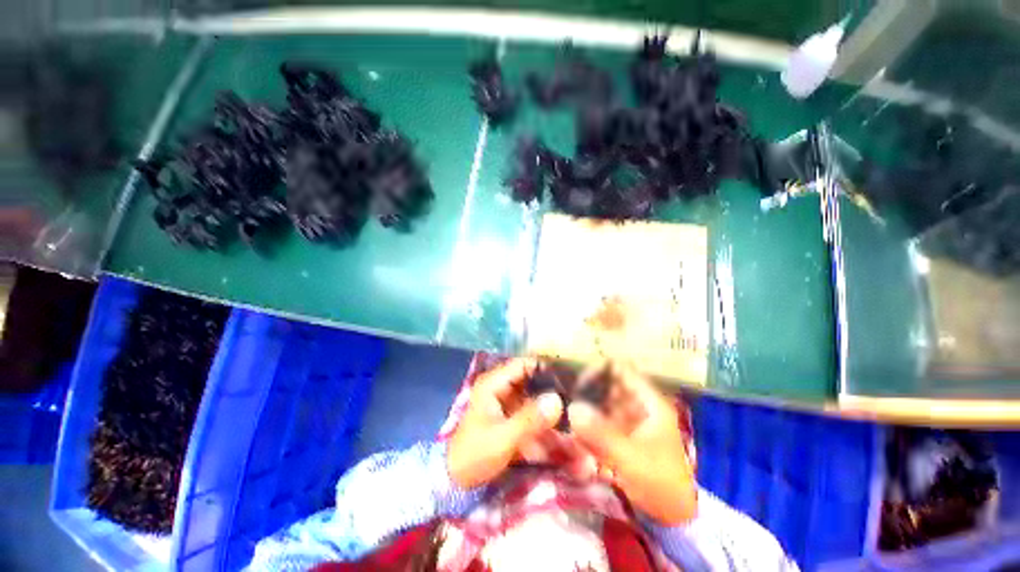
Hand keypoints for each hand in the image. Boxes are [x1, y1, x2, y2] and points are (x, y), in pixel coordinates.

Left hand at [447, 358, 563, 488]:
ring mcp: (506, 402)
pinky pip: (532, 412)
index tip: (570, 377)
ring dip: (551, 405)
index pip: (524, 364)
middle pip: (532, 379)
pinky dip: (544, 419)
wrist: (455, 481)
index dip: (545, 367)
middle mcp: (501, 387)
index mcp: (494, 383)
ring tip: (575, 412)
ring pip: (534, 396)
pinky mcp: (511, 417)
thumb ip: (529, 419)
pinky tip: (563, 428)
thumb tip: (557, 400)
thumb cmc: (474, 455)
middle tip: (577, 396)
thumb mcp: (502, 438)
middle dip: (552, 388)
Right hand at [568, 363, 696, 525]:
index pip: (621, 369)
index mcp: (648, 402)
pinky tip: (576, 432)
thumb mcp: (631, 458)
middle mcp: (638, 405)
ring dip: (586, 406)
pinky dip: (589, 423)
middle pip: (609, 384)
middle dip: (588, 390)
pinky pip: (601, 419)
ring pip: (602, 402)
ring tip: (568, 416)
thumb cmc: (659, 482)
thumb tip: (572, 409)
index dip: (600, 370)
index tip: (578, 382)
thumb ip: (601, 434)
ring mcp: (630, 419)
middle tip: (567, 401)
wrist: (674, 517)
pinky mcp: (622, 434)